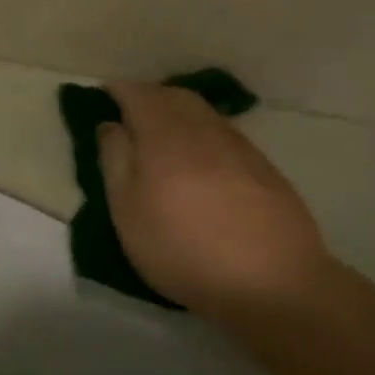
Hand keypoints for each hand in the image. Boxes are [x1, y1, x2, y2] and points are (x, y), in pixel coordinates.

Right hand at [98, 82, 332, 315]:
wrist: (272, 283)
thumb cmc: (182, 249)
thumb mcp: (127, 211)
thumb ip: (115, 161)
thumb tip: (111, 125)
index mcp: (165, 136)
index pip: (138, 95)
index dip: (118, 91)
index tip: (102, 97)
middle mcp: (204, 130)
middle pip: (174, 96)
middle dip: (149, 96)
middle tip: (128, 112)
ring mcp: (240, 147)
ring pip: (203, 112)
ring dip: (177, 111)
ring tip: (161, 132)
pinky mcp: (263, 168)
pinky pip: (224, 133)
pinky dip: (202, 131)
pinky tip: (199, 157)